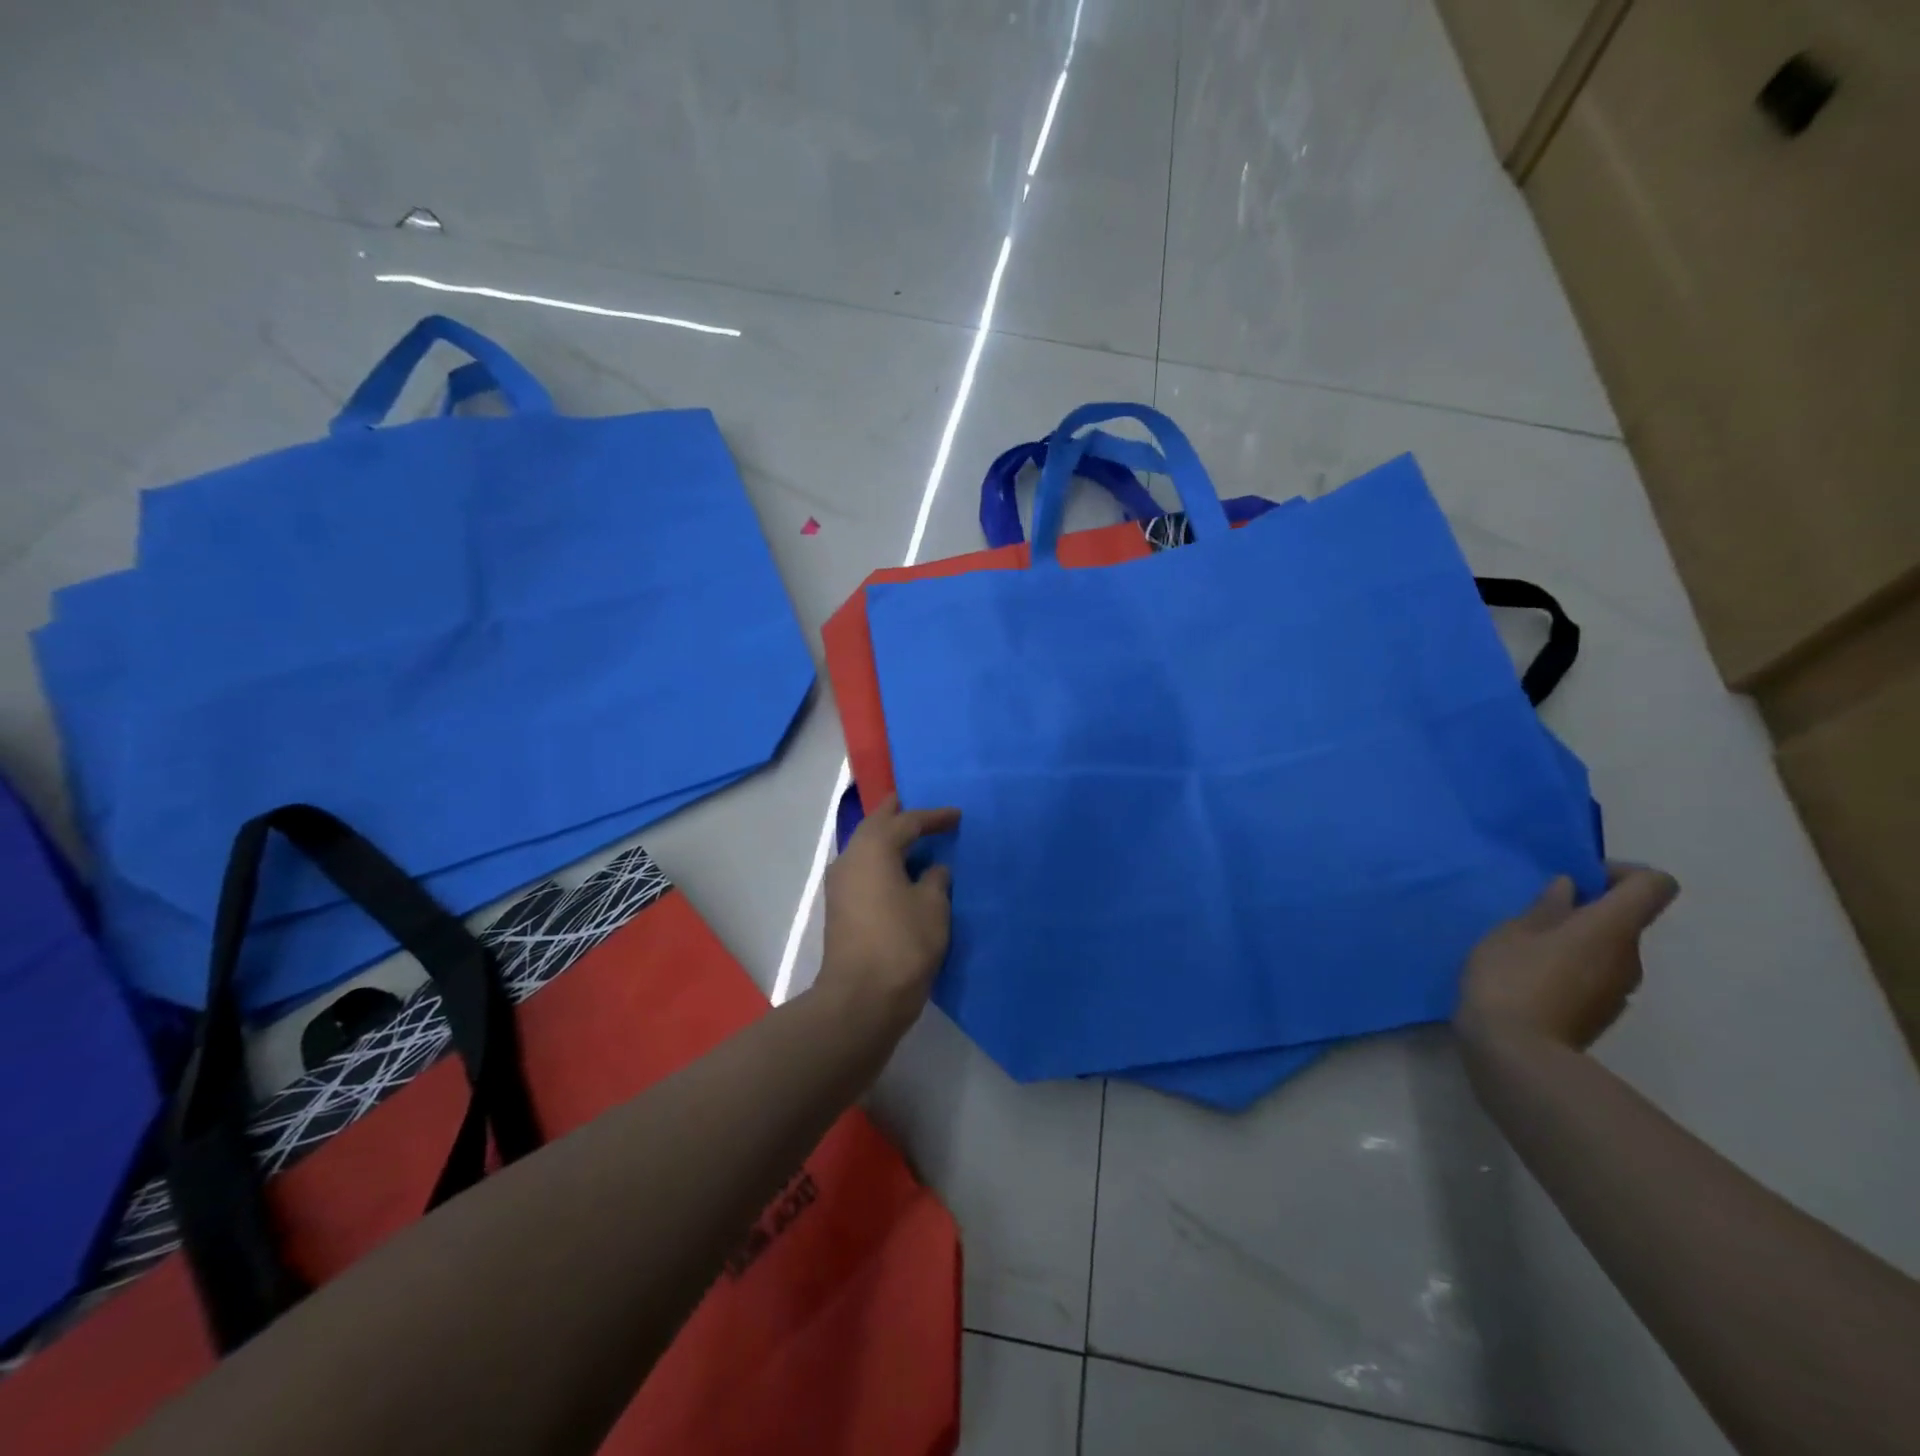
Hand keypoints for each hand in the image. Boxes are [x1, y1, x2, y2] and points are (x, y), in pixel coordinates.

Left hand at [816, 794, 960, 1037]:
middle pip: (876, 826)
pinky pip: (863, 870)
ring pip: (865, 848)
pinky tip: (899, 871)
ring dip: (887, 840)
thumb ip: (934, 880)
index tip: (957, 816)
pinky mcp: (840, 909)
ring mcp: (840, 885)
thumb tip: (932, 871)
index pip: (907, 821)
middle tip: (918, 806)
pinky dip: (881, 861)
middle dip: (898, 815)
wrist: (861, 999)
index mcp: (873, 849)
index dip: (933, 817)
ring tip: (911, 836)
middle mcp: (850, 858)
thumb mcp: (932, 907)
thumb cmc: (902, 944)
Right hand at [1456, 863, 1679, 1049]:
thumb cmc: (1511, 979)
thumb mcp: (1512, 932)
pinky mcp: (1601, 1013)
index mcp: (1611, 928)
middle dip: (1586, 908)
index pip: (1653, 885)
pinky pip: (1593, 974)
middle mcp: (1629, 957)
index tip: (1579, 879)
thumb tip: (1570, 889)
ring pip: (1606, 948)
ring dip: (1574, 939)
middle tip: (1534, 912)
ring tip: (1523, 946)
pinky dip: (1569, 966)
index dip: (1621, 873)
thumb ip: (1544, 908)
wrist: (1516, 1053)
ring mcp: (1619, 990)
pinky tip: (1527, 977)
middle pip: (1625, 918)